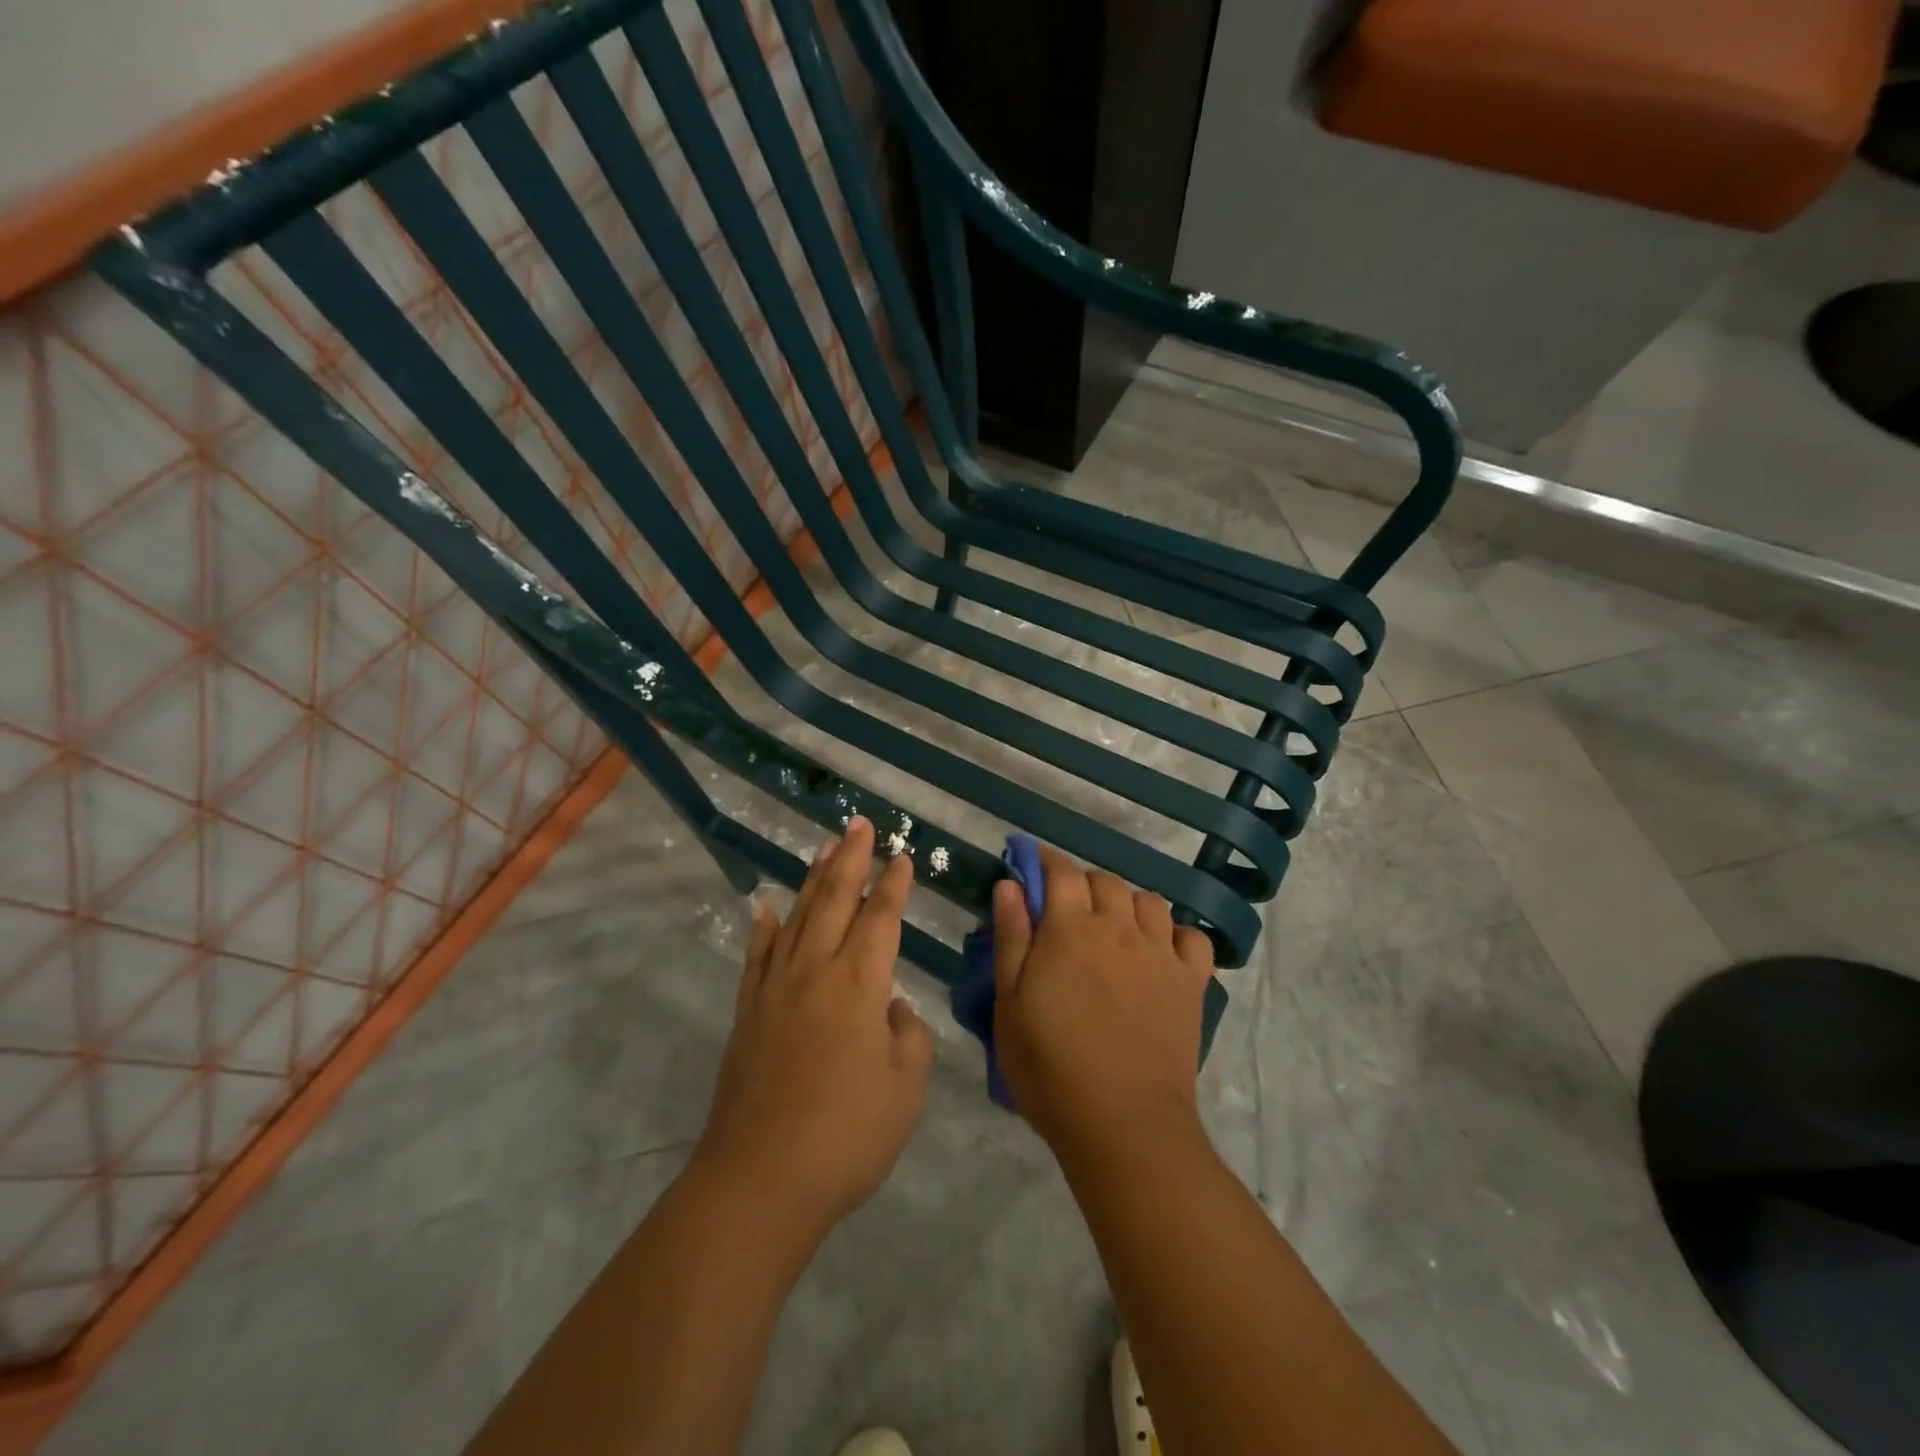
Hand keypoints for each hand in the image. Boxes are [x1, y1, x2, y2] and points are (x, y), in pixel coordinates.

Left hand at [693, 817, 932, 1237]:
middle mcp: (815, 971)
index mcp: (859, 984)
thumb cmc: (845, 1136)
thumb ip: (907, 1037)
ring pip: (798, 916)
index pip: (882, 919)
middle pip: (836, 900)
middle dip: (851, 859)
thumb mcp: (905, 1090)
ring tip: (825, 846)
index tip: (902, 856)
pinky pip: (757, 956)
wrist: (760, 1181)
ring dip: (814, 879)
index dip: (893, 885)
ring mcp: (775, 989)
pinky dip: (764, 927)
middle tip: (860, 824)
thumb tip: (891, 1008)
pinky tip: (767, 907)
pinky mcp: (748, 1012)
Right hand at [991, 847, 1214, 1166]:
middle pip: (1106, 881)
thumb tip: (1010, 885)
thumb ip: (1011, 937)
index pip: (1061, 872)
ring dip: (1127, 903)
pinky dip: (1174, 934)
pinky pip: (1191, 937)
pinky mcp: (1191, 982)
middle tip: (1067, 911)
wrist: (1123, 1124)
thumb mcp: (1010, 1004)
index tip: (1034, 864)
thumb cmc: (1050, 1067)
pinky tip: (1159, 952)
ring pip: (1149, 901)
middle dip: (1083, 884)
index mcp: (1071, 930)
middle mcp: (1119, 928)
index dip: (1046, 861)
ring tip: (1114, 928)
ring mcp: (1161, 954)